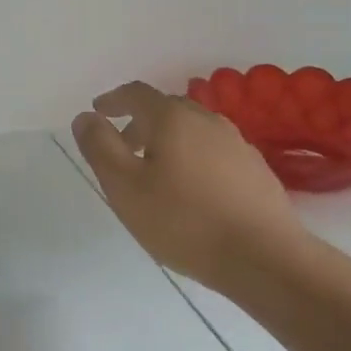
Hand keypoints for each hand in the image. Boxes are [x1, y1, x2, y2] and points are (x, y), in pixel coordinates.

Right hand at [72, 82, 311, 292]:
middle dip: (139, 123)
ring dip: (167, 142)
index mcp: (173, 118)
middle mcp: (207, 120)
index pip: (136, 93)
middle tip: (121, 149)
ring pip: (192, 131)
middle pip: (166, 110)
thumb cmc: (184, 221)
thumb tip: (85, 117)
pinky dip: (192, 159)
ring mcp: (236, 143)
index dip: (113, 100)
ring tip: (154, 174)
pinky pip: (213, 152)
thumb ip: (100, 147)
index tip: (98, 112)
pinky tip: (191, 191)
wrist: (264, 257)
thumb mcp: (125, 187)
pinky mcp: (255, 169)